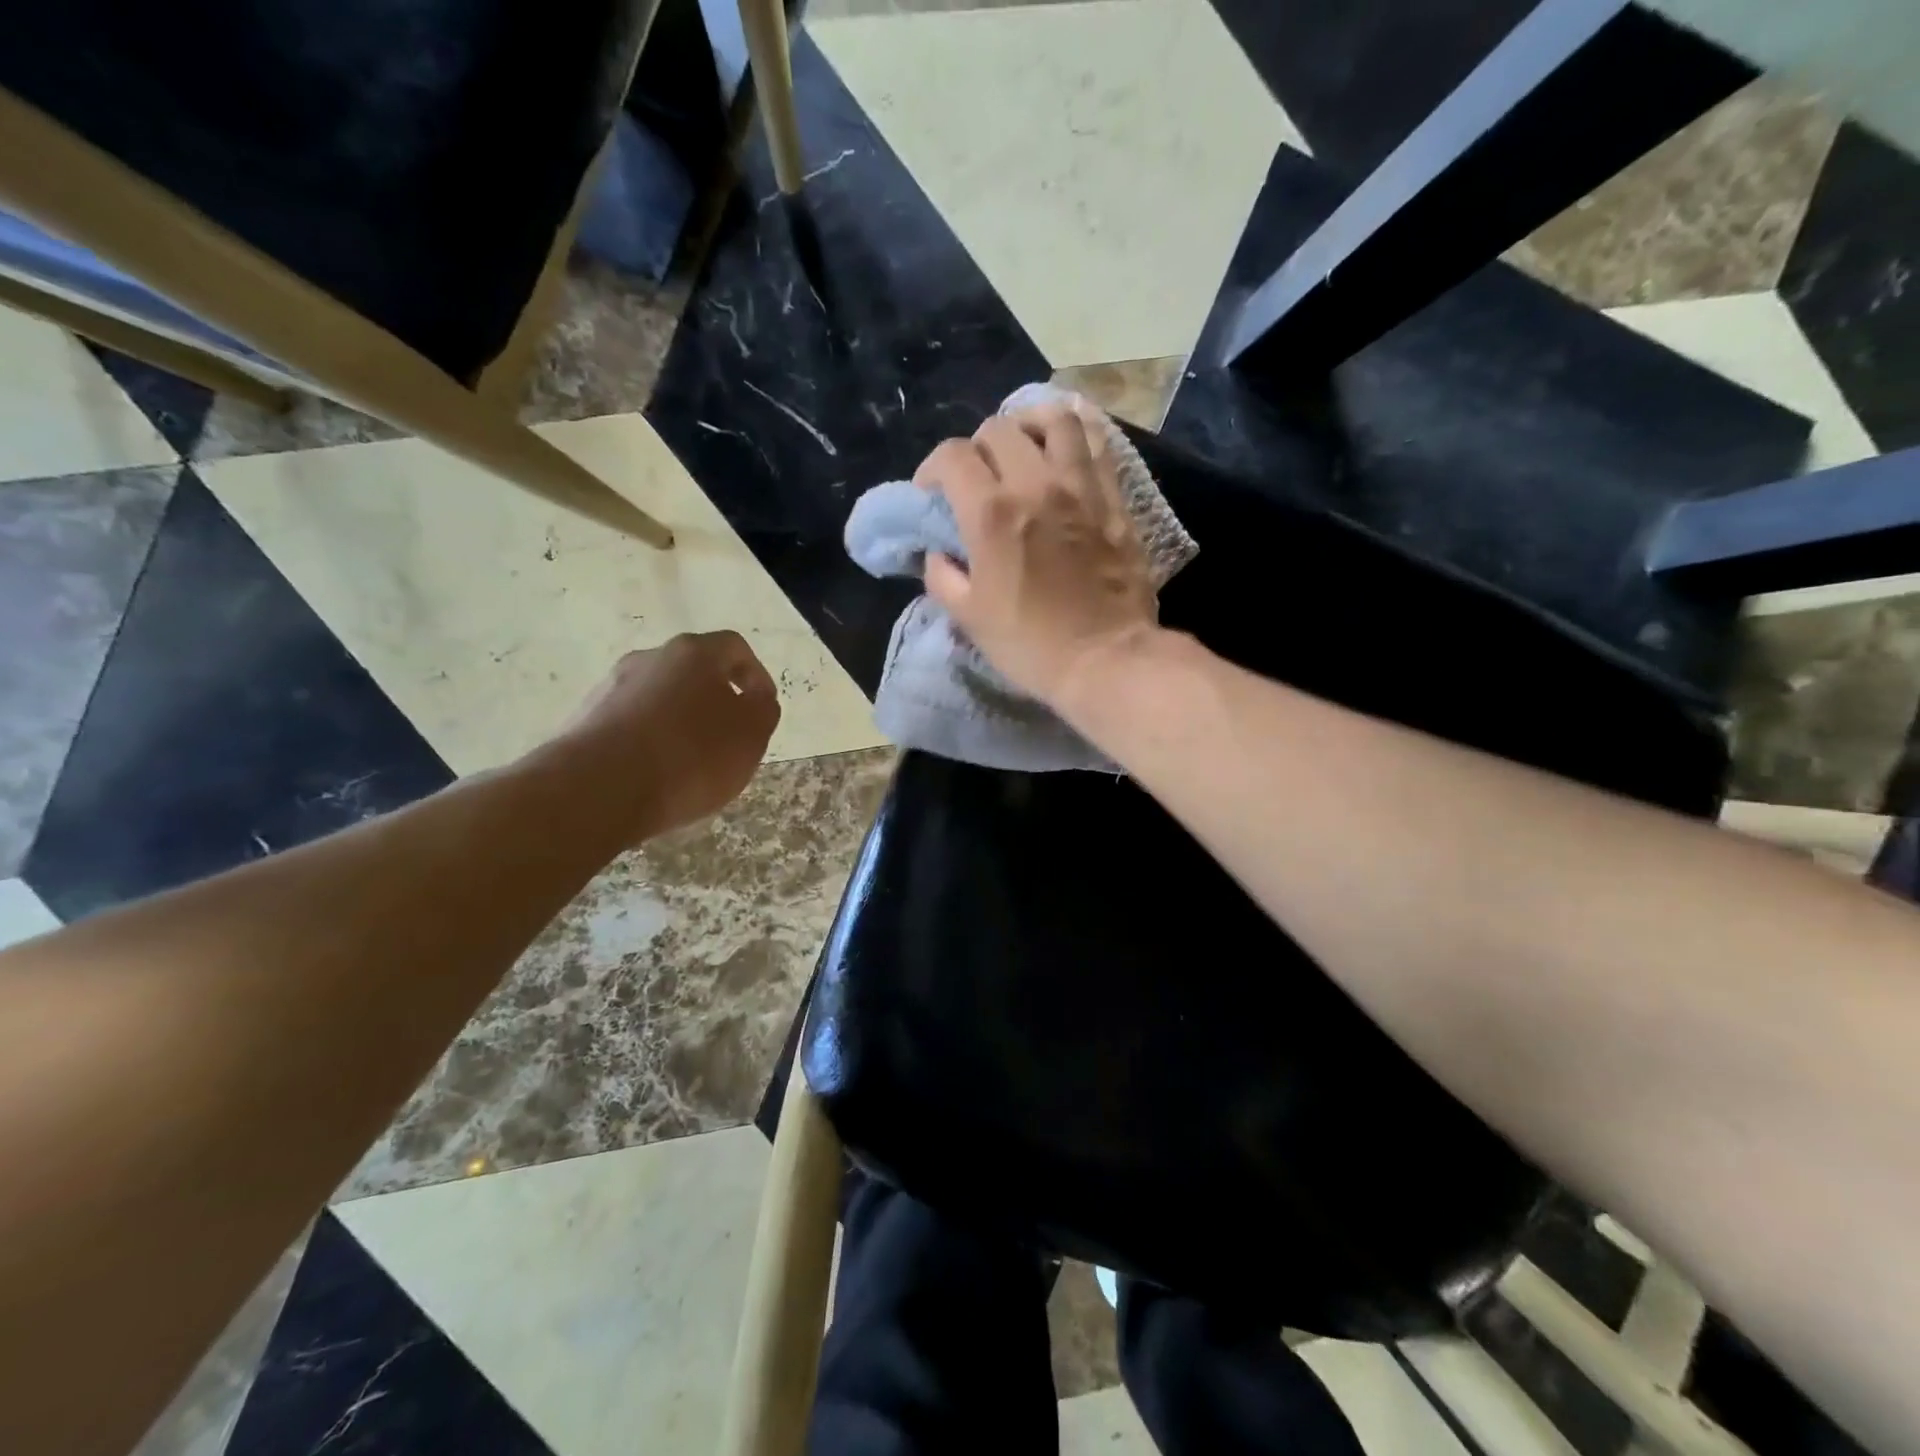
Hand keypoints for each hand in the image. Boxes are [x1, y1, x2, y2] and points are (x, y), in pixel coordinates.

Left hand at [558, 632, 780, 839]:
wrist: (597, 790)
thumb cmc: (690, 756)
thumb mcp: (751, 736)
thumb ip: (763, 710)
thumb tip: (757, 699)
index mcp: (694, 653)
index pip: (735, 648)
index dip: (756, 675)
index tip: (764, 707)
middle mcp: (649, 658)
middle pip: (693, 671)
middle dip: (716, 700)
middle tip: (731, 736)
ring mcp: (611, 687)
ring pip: (660, 698)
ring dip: (681, 721)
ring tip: (693, 762)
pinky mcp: (585, 720)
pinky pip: (631, 724)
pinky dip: (650, 741)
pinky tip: (657, 774)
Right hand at [918, 403, 1159, 708]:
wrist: (1106, 660)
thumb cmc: (1031, 645)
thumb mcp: (969, 617)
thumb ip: (942, 576)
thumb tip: (939, 554)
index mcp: (992, 513)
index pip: (952, 456)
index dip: (932, 469)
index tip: (932, 493)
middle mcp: (1036, 484)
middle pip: (998, 429)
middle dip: (977, 448)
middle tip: (977, 478)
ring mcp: (1082, 487)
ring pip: (1055, 419)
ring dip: (1029, 426)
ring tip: (1024, 448)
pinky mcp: (1115, 499)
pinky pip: (1097, 444)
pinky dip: (1075, 439)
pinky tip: (1065, 455)